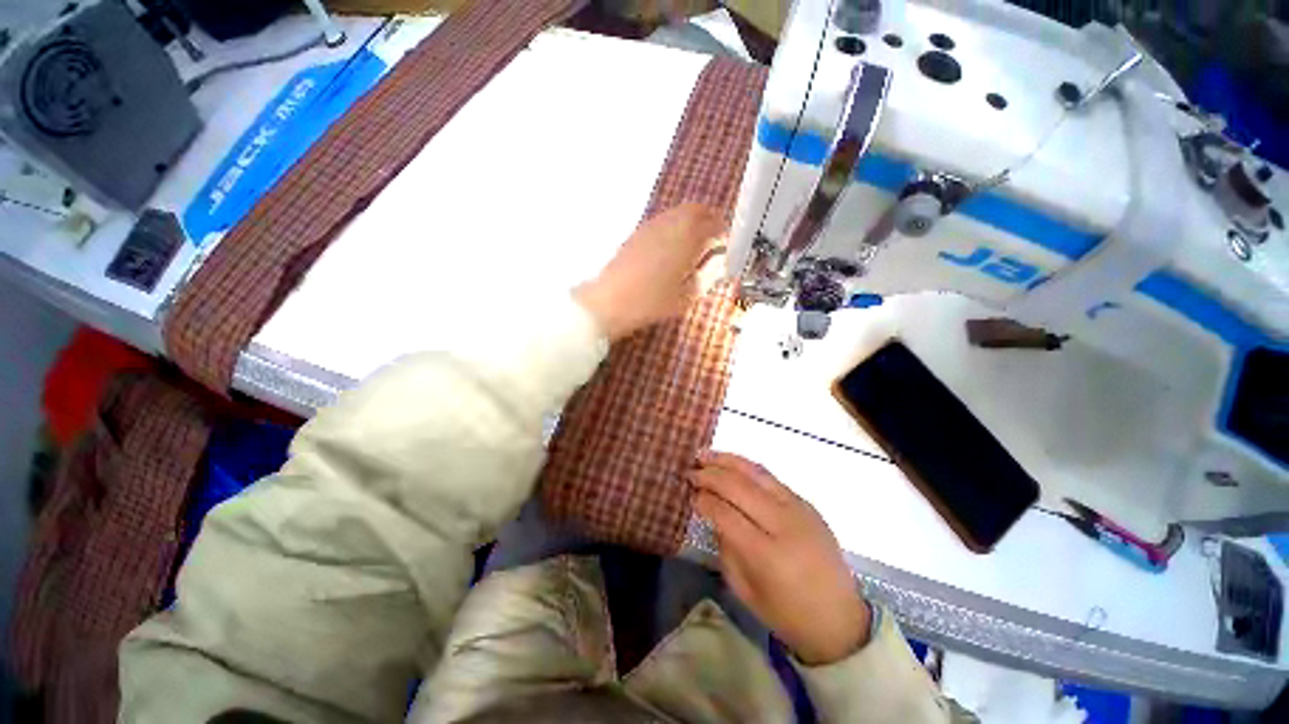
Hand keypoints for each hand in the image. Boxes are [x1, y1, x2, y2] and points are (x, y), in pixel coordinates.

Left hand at [574, 203, 725, 340]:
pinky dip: (673, 229)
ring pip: (676, 214)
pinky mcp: (636, 233)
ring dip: (689, 224)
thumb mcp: (688, 295)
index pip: (713, 221)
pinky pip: (662, 222)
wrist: (610, 302)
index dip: (722, 230)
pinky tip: (671, 250)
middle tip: (712, 240)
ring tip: (693, 247)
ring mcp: (650, 226)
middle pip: (694, 210)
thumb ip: (707, 275)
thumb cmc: (652, 301)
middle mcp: (669, 223)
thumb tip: (718, 263)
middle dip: (707, 220)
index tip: (726, 243)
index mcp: (687, 236)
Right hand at [691, 452, 870, 665]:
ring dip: (727, 460)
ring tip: (705, 454)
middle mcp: (784, 524)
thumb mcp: (745, 590)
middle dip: (710, 475)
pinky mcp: (806, 503)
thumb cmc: (787, 613)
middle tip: (691, 470)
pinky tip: (732, 464)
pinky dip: (747, 467)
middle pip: (739, 487)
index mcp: (767, 554)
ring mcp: (799, 509)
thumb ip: (725, 548)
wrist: (839, 617)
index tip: (690, 494)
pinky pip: (771, 478)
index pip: (726, 514)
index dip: (704, 500)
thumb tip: (713, 513)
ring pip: (756, 473)